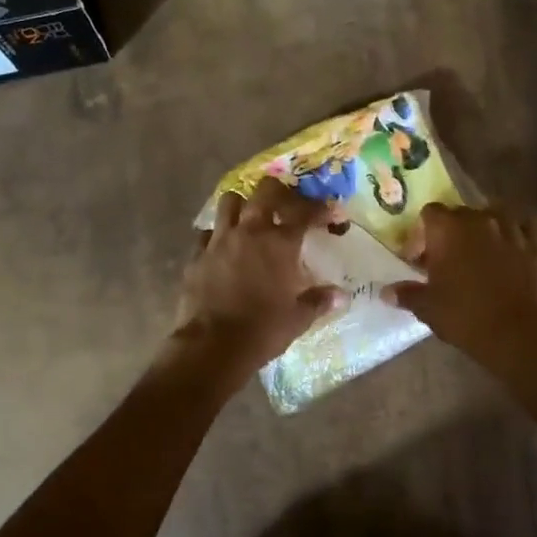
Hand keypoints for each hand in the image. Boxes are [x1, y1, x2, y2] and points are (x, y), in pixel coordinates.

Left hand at [173, 175, 346, 373]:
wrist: (213, 345)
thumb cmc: (263, 330)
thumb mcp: (298, 319)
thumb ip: (319, 301)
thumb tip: (340, 295)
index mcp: (279, 244)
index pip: (304, 213)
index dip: (319, 208)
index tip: (329, 212)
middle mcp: (249, 232)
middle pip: (265, 192)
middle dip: (279, 191)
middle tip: (287, 203)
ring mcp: (219, 240)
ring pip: (229, 201)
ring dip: (242, 205)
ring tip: (250, 218)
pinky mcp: (196, 255)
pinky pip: (206, 233)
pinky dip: (217, 235)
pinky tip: (223, 248)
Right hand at [384, 203, 536, 371]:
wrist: (513, 334)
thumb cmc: (463, 315)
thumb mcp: (427, 306)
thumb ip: (406, 294)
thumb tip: (386, 292)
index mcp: (447, 228)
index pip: (429, 214)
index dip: (421, 235)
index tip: (418, 261)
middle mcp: (479, 219)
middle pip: (459, 212)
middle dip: (450, 232)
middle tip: (445, 261)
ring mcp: (511, 228)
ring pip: (495, 212)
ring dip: (485, 225)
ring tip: (479, 248)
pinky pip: (534, 222)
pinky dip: (526, 226)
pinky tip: (518, 237)